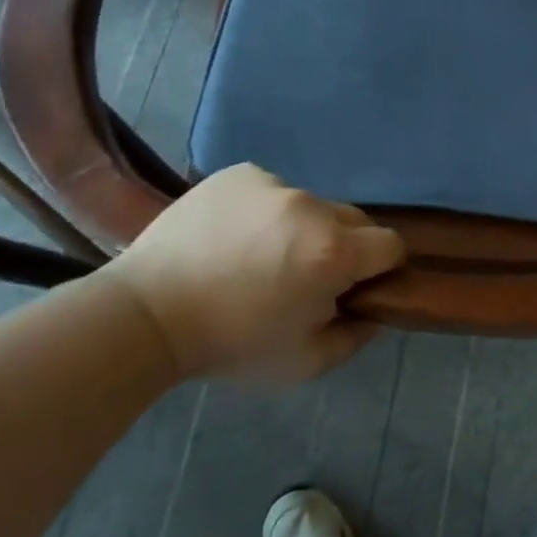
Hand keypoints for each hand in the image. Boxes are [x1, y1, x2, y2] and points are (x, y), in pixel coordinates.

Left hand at [103, 165, 404, 381]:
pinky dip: (266, 211)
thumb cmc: (231, 344)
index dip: (381, 268)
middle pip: (355, 221)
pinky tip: (235, 236)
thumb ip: (356, 336)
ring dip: (302, 228)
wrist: (146, 314)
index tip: (355, 286)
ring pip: (312, 205)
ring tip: (260, 257)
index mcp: (335, 252)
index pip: (390, 245)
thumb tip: (374, 309)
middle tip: (305, 276)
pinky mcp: (242, 174)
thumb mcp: (306, 363)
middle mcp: (313, 207)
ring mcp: (275, 185)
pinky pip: (273, 190)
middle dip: (344, 246)